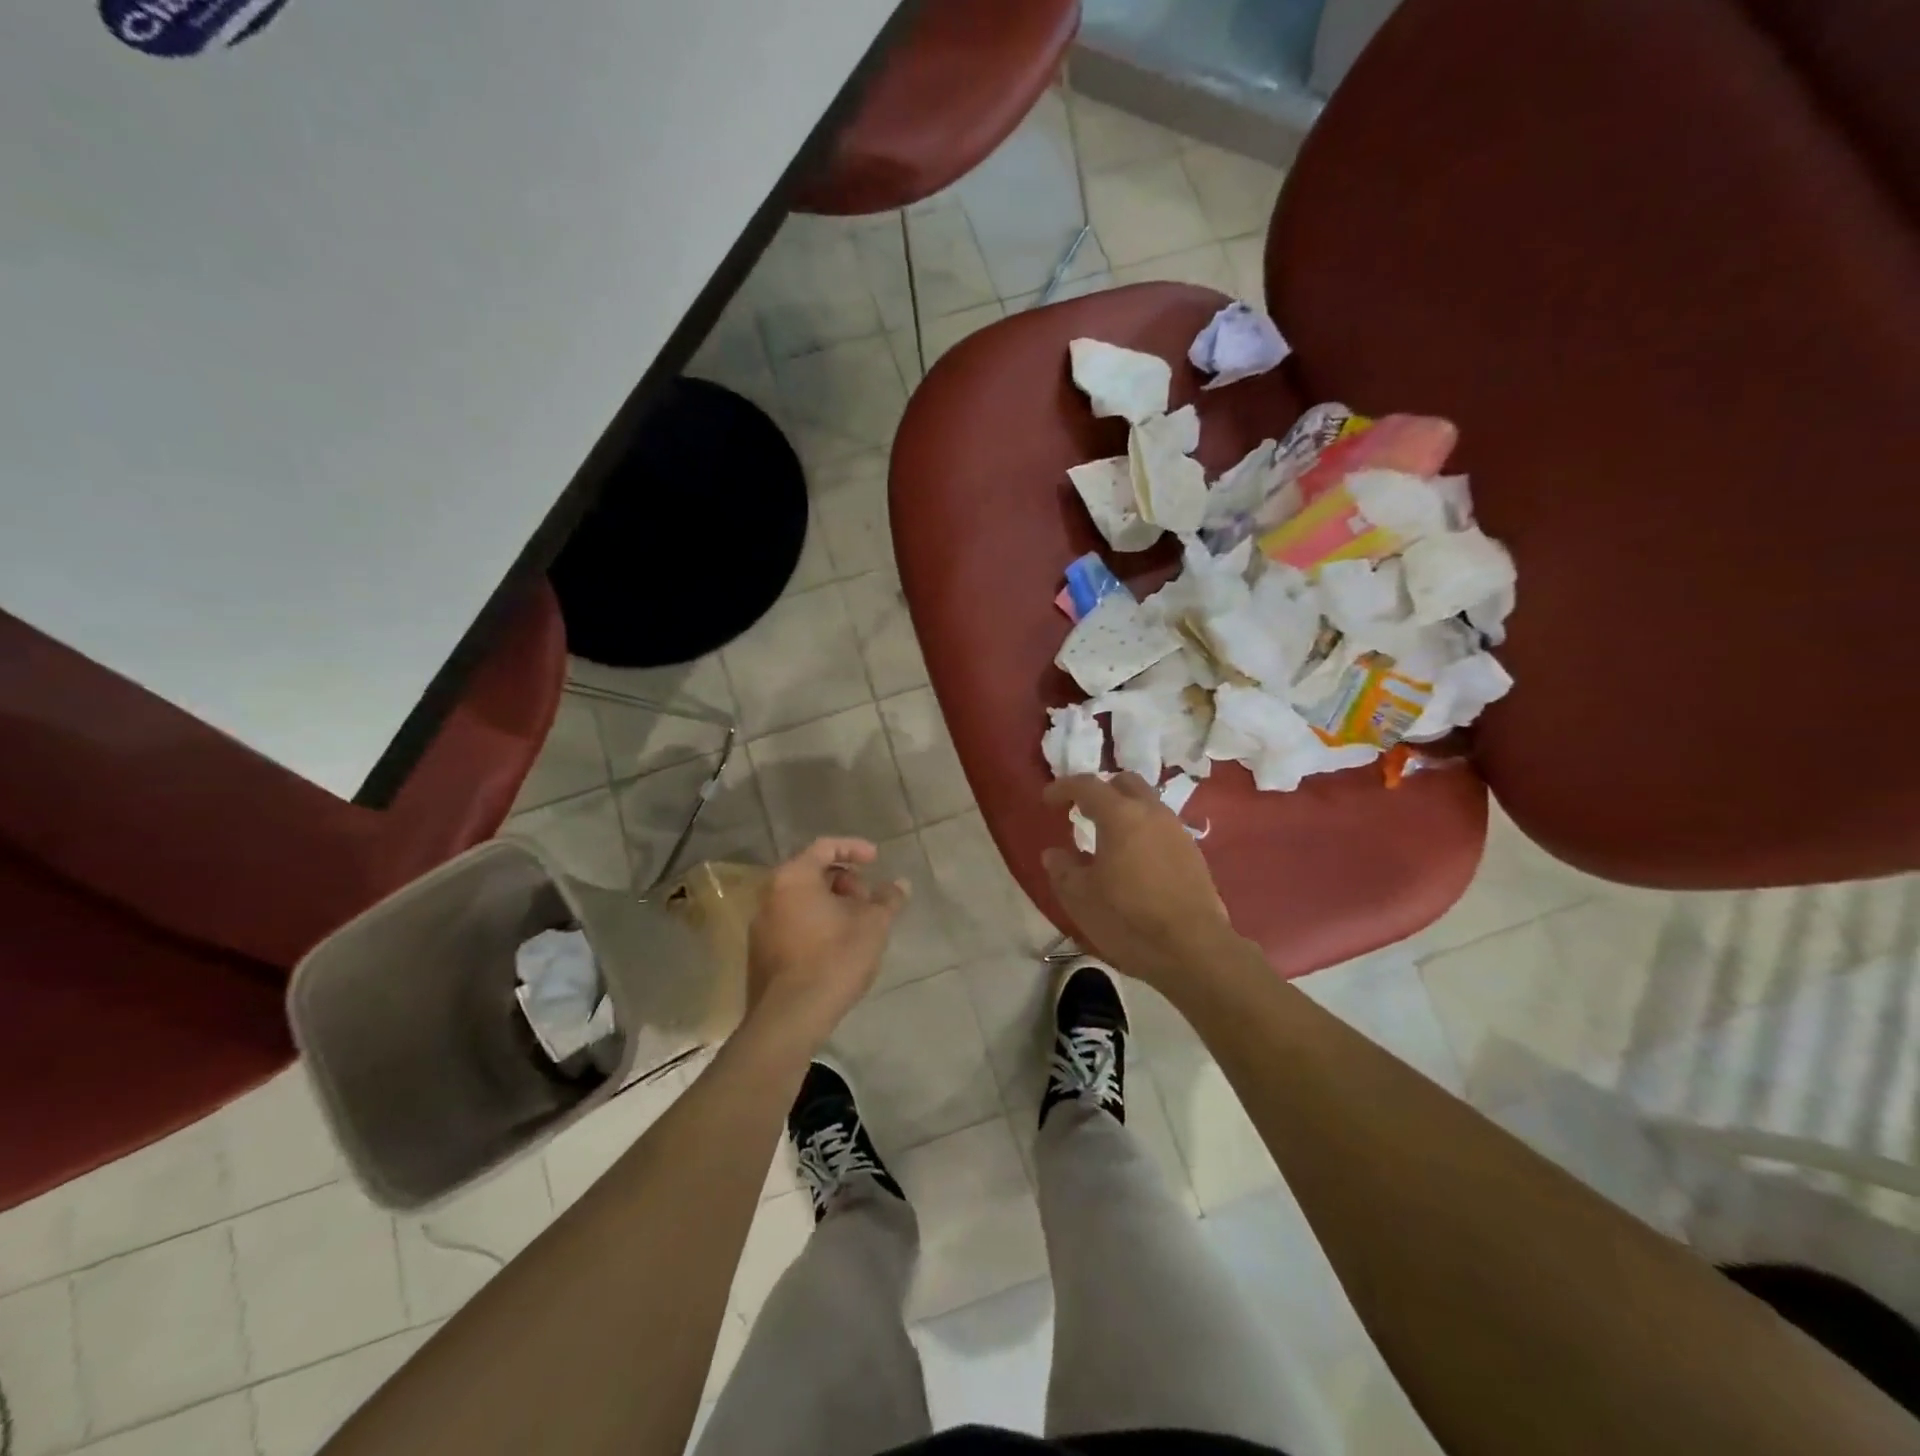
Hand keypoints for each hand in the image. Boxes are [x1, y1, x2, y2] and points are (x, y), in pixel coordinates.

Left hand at [746, 838, 907, 1046]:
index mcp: (793, 878)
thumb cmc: (834, 958)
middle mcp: (770, 895)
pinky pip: (792, 923)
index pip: (825, 846)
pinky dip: (816, 923)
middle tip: (869, 899)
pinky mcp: (760, 953)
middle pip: (811, 873)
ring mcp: (761, 925)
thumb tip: (900, 884)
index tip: (876, 861)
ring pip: (801, 900)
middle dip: (845, 880)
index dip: (854, 848)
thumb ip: (888, 899)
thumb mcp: (873, 925)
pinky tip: (837, 946)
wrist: (790, 1017)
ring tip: (858, 924)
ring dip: (832, 904)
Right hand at [1042, 774, 1235, 990]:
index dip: (1064, 787)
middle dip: (1101, 790)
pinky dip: (1143, 831)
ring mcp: (1177, 831)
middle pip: (1125, 783)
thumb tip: (1054, 854)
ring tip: (1108, 838)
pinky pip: (1162, 827)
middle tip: (1082, 811)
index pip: (1088, 785)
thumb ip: (1063, 869)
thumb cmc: (1128, 919)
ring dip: (1125, 811)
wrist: (1193, 950)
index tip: (1048, 800)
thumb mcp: (1080, 898)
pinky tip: (1134, 860)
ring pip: (1148, 804)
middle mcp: (1152, 813)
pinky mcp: (1193, 854)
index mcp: (1120, 816)